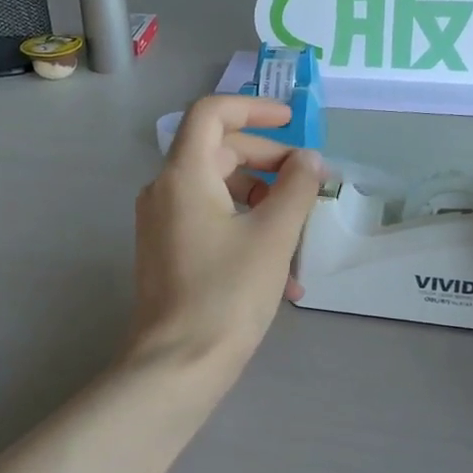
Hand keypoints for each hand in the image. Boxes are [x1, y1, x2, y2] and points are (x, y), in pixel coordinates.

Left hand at [125, 96, 323, 382]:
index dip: (254, 107)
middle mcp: (165, 191)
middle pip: (220, 152)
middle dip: (269, 164)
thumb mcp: (273, 236)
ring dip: (264, 205)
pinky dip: (246, 232)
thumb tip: (310, 160)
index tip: (292, 121)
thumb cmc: (227, 294)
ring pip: (219, 192)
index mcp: (184, 175)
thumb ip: (297, 188)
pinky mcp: (168, 252)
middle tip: (308, 185)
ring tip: (301, 243)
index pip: (212, 113)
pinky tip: (283, 276)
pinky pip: (211, 223)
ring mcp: (163, 224)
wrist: (178, 365)